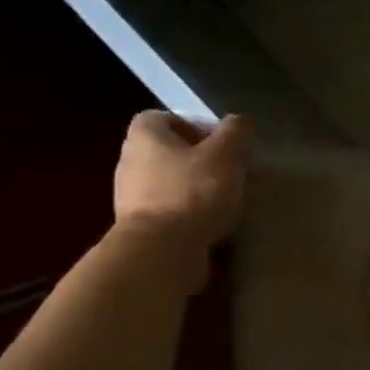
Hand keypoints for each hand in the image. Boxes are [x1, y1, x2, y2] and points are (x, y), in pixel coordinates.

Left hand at [113, 111, 252, 250]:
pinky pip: (170, 211)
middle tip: (233, 172)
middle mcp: (130, 161)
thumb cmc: (193, 192)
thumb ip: (235, 132)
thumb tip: (240, 121)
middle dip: (203, 160)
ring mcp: (131, 197)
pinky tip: (214, 224)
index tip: (223, 143)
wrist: (161, 252)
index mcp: (144, 136)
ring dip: (198, 188)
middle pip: (171, 152)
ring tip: (228, 200)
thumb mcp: (225, 154)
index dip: (196, 126)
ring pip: (172, 183)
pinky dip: (191, 214)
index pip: (165, 118)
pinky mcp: (140, 228)